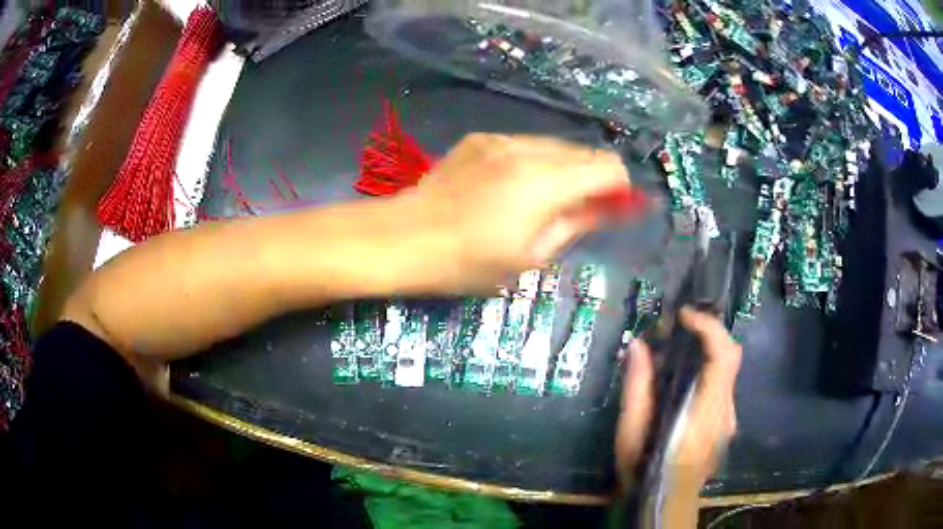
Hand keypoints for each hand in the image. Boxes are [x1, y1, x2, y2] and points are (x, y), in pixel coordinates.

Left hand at [402, 134, 630, 291]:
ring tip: (538, 201)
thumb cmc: (468, 262)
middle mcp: (529, 149)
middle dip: (592, 179)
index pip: (609, 166)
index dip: (619, 188)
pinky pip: (524, 144)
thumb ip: (578, 224)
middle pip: (585, 152)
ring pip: (555, 146)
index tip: (611, 210)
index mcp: (547, 182)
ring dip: (563, 170)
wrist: (404, 237)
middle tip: (577, 211)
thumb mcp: (532, 256)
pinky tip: (508, 187)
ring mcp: (501, 138)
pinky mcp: (480, 138)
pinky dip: (533, 162)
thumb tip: (613, 208)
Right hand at [615, 307, 742, 490]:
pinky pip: (722, 388)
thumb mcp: (631, 431)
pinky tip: (686, 382)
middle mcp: (725, 411)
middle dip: (710, 334)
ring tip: (680, 350)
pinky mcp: (726, 425)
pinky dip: (708, 372)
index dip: (709, 328)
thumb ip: (637, 387)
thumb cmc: (646, 467)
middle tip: (682, 327)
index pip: (724, 356)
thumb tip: (638, 346)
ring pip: (728, 372)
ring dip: (709, 352)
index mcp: (705, 411)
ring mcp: (729, 419)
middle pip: (731, 357)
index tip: (685, 316)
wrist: (665, 501)